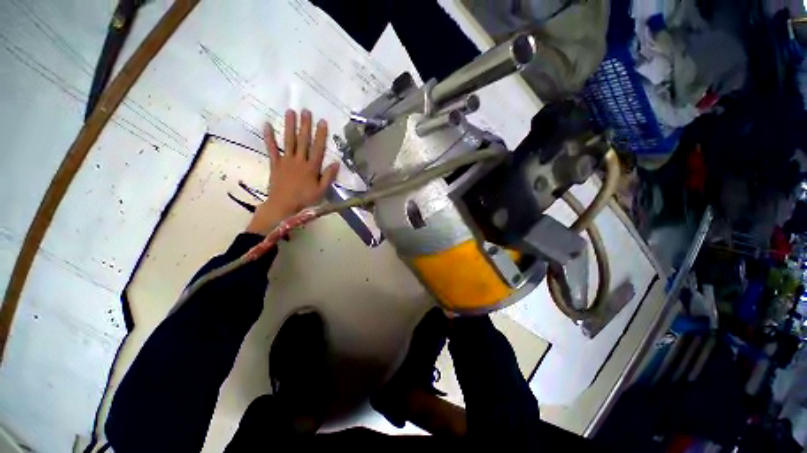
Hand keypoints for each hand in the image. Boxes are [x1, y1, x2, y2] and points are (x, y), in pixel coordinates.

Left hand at [246, 109, 339, 234]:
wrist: (283, 206)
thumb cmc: (305, 200)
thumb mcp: (321, 191)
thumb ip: (328, 177)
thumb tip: (336, 163)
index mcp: (311, 168)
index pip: (318, 148)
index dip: (321, 135)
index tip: (322, 122)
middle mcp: (299, 161)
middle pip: (303, 141)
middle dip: (305, 125)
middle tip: (306, 110)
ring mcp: (285, 161)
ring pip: (288, 141)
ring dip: (289, 126)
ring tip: (290, 112)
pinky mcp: (275, 164)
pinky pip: (272, 149)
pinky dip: (269, 137)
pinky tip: (267, 125)